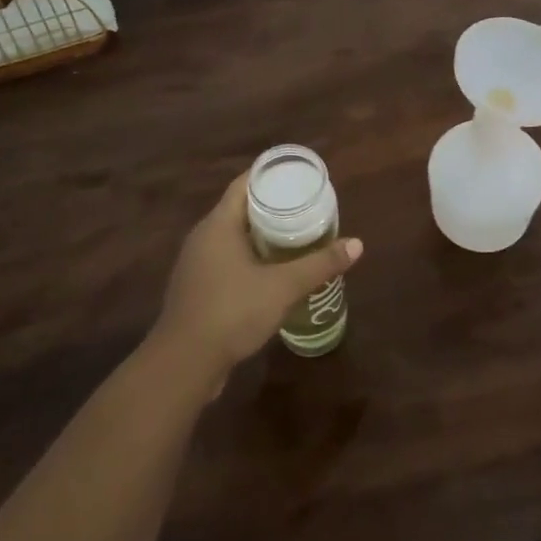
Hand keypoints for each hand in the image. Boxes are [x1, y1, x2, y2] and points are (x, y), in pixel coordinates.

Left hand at [152, 171, 363, 383]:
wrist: (183, 364)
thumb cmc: (231, 312)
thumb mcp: (283, 287)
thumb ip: (319, 264)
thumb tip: (357, 244)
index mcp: (218, 224)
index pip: (244, 184)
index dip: (270, 176)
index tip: (298, 176)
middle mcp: (203, 237)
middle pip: (240, 209)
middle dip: (272, 206)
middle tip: (306, 206)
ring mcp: (196, 264)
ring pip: (233, 237)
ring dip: (261, 234)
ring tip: (295, 236)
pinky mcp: (196, 289)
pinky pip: (227, 260)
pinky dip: (250, 257)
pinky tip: (271, 272)